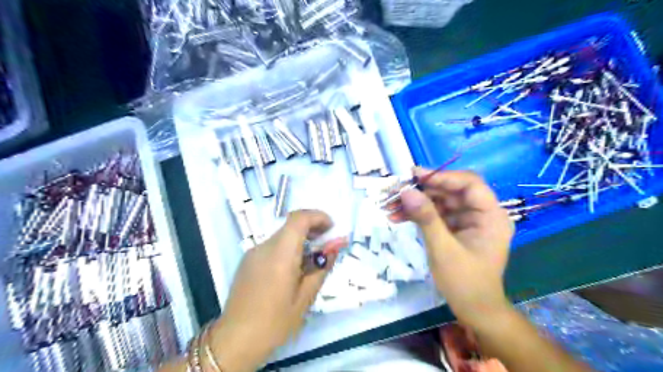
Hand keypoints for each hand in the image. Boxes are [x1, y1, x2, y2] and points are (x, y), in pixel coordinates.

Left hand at [207, 210, 344, 370]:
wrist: (235, 340)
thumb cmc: (275, 322)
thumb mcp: (306, 297)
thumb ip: (322, 266)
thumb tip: (336, 246)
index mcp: (280, 254)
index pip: (299, 218)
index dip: (318, 217)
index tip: (332, 228)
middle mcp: (264, 247)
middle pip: (291, 224)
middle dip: (312, 228)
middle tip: (327, 243)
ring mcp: (253, 252)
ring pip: (282, 235)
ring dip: (300, 239)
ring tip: (312, 260)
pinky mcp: (248, 260)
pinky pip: (272, 246)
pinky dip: (288, 248)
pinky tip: (293, 269)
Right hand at [393, 170, 511, 328]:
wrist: (474, 311)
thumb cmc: (464, 283)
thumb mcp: (443, 249)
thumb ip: (426, 218)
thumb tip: (406, 191)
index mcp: (491, 216)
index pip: (469, 184)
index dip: (442, 176)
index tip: (414, 175)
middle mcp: (482, 214)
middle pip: (451, 191)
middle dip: (422, 191)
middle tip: (396, 192)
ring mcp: (468, 221)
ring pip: (440, 201)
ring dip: (416, 203)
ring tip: (391, 206)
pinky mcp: (456, 228)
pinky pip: (436, 214)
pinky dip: (418, 215)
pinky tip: (398, 216)